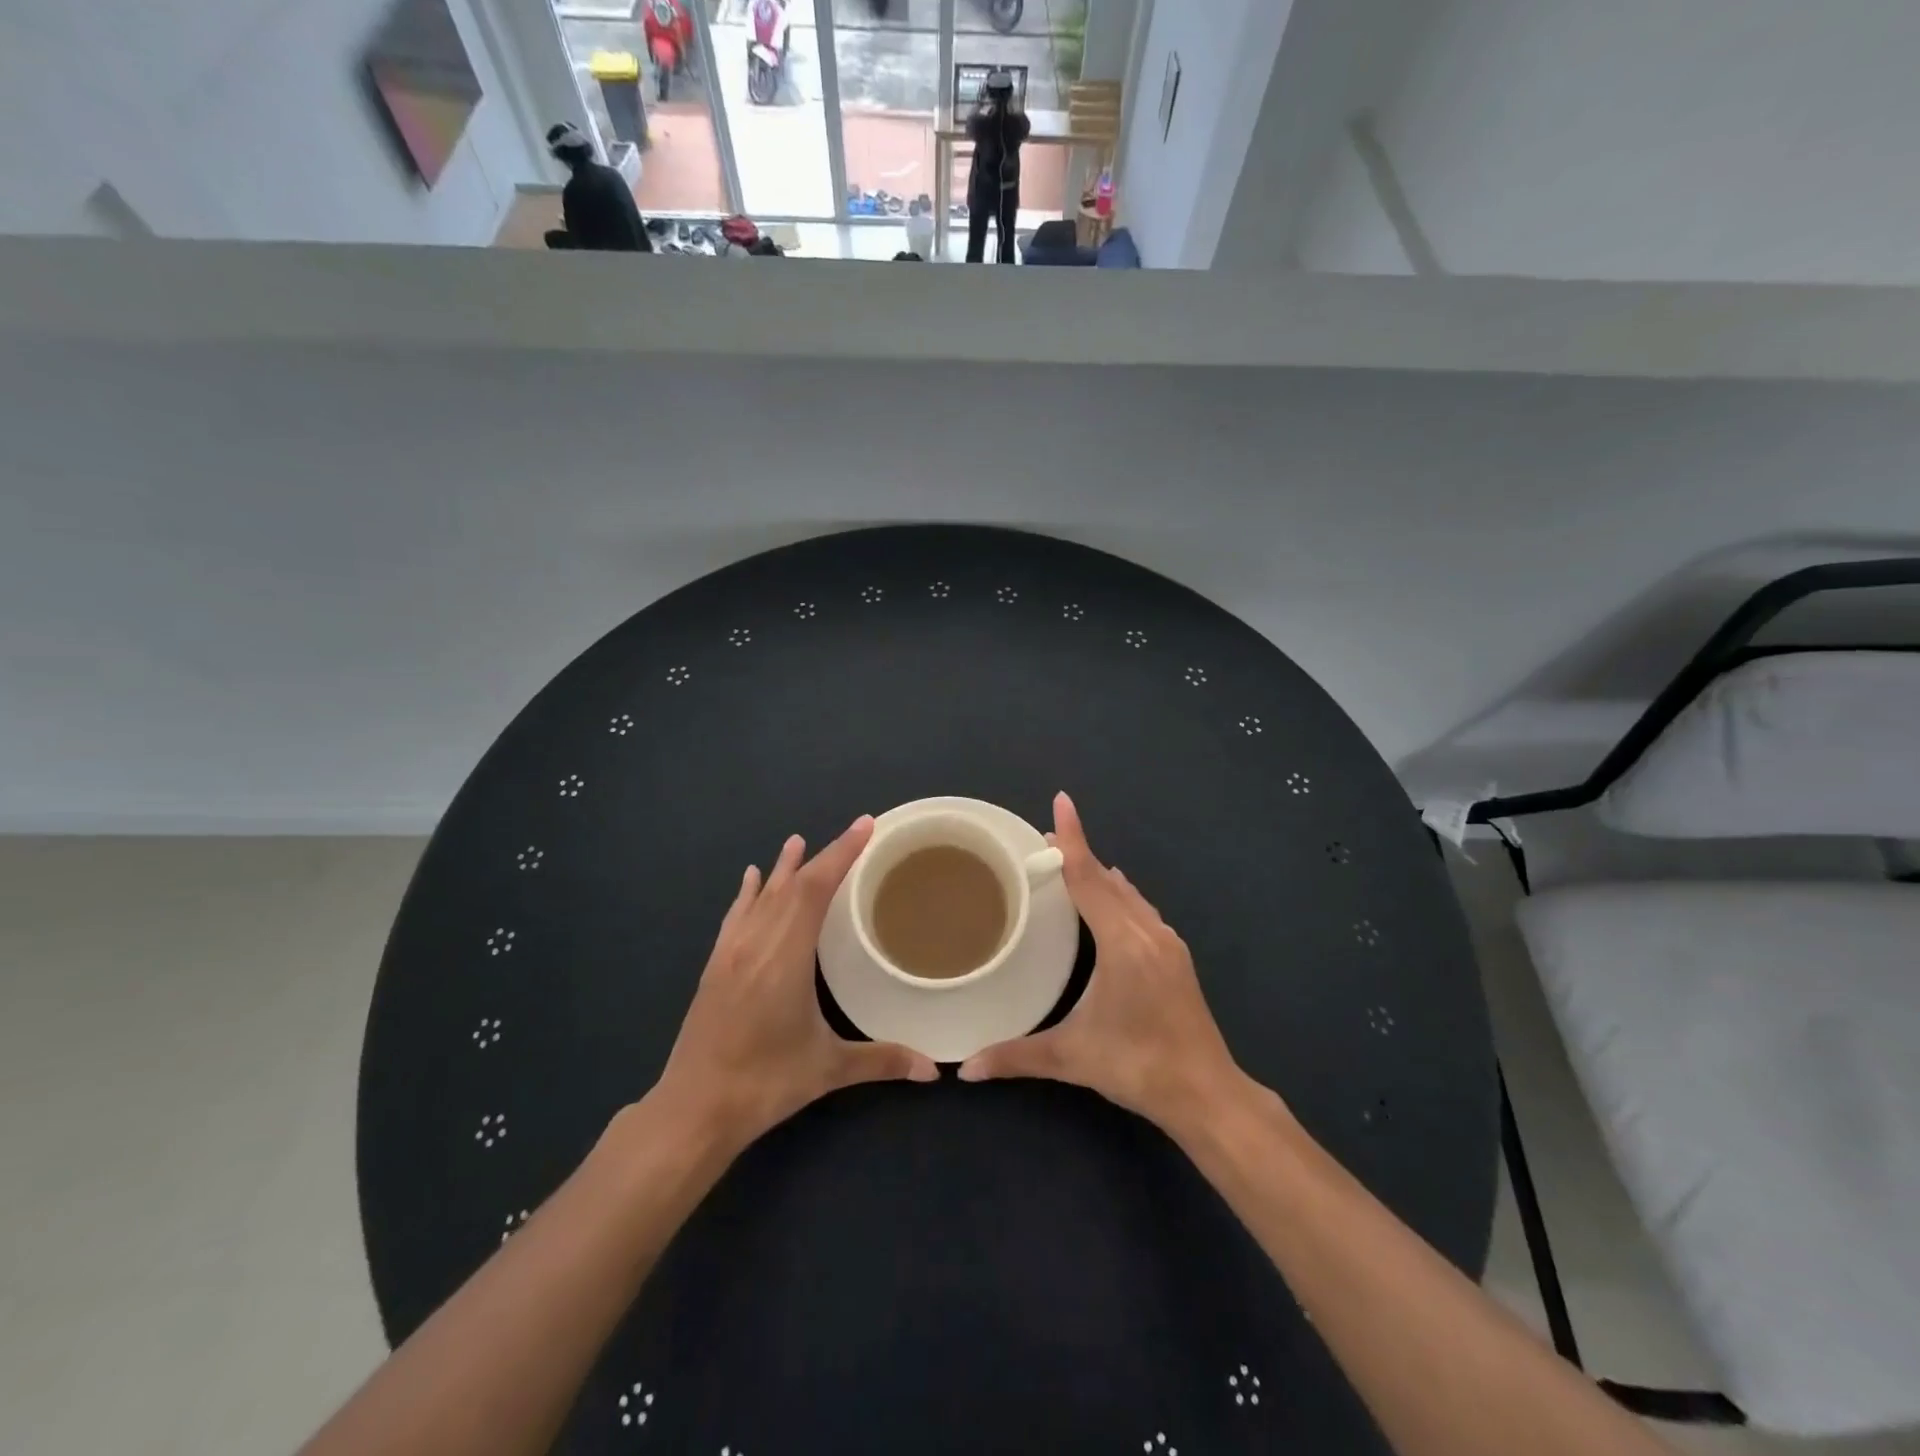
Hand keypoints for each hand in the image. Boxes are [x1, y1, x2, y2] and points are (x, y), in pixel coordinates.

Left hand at [654, 818, 936, 1150]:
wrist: (693, 1109)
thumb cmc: (764, 1083)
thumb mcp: (827, 1069)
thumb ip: (882, 1060)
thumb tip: (934, 1069)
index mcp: (786, 956)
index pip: (816, 889)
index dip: (841, 853)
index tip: (864, 825)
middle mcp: (757, 943)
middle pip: (791, 885)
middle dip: (824, 856)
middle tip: (852, 831)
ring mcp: (731, 953)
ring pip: (761, 896)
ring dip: (782, 868)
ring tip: (796, 841)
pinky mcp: (715, 967)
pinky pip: (736, 916)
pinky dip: (747, 893)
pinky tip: (749, 880)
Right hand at [959, 793, 1245, 1133]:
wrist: (1207, 1093)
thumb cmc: (1137, 1066)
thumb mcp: (1071, 1058)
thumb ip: (1015, 1057)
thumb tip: (964, 1069)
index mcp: (1122, 942)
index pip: (1088, 878)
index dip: (1072, 839)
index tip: (1061, 802)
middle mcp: (1147, 931)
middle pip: (1107, 879)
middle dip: (1078, 854)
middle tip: (1045, 840)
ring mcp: (1167, 942)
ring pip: (1128, 893)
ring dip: (1099, 875)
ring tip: (1071, 864)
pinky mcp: (1176, 956)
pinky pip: (1142, 909)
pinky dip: (1119, 894)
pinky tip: (1112, 899)